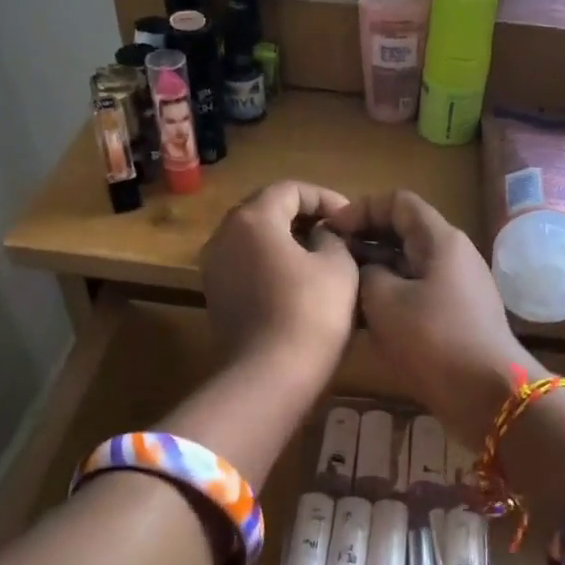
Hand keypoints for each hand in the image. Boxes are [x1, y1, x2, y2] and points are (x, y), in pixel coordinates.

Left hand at [200, 182, 358, 383]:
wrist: (271, 374)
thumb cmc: (311, 312)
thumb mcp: (339, 265)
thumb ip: (333, 238)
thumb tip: (321, 236)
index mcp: (253, 219)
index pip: (290, 189)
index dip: (324, 197)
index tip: (349, 218)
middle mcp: (224, 235)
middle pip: (266, 210)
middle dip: (303, 217)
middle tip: (336, 233)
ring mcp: (214, 267)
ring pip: (254, 239)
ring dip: (286, 241)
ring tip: (320, 257)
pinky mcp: (216, 296)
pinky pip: (246, 265)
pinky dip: (271, 264)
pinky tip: (298, 283)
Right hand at [328, 190, 541, 442]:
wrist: (487, 394)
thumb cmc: (433, 339)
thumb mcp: (385, 300)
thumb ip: (366, 272)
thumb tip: (364, 268)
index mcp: (440, 240)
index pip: (398, 202)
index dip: (361, 209)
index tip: (331, 231)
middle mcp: (452, 256)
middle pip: (403, 233)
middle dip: (365, 242)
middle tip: (330, 262)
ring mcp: (456, 288)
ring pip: (408, 267)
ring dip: (374, 274)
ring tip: (341, 292)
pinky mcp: (455, 317)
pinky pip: (417, 295)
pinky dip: (390, 299)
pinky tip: (363, 320)